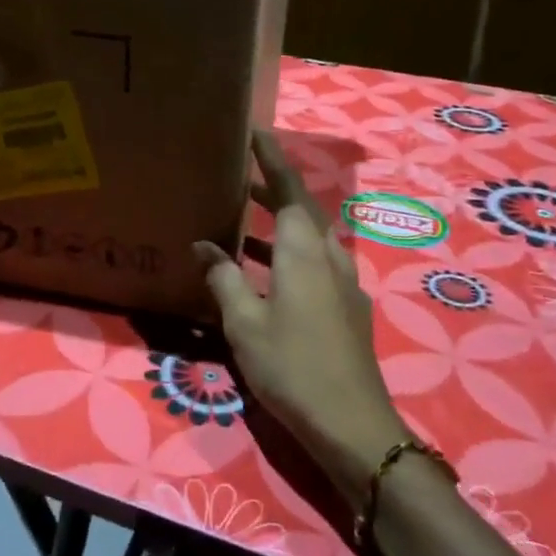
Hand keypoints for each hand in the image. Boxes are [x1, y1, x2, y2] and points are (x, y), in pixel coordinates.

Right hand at [195, 130, 411, 506]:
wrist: (352, 424)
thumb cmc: (291, 366)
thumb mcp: (244, 323)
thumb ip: (224, 278)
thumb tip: (203, 246)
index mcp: (304, 251)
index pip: (289, 188)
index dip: (272, 159)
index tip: (255, 131)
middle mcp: (329, 257)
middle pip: (303, 209)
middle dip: (273, 189)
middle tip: (240, 176)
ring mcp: (343, 283)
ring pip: (310, 238)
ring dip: (280, 224)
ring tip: (243, 222)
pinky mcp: (347, 307)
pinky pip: (315, 263)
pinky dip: (289, 254)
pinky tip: (266, 274)